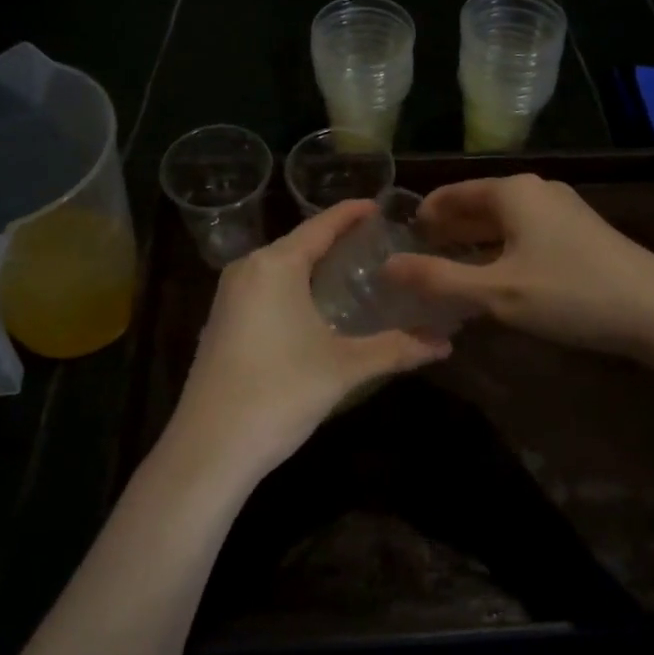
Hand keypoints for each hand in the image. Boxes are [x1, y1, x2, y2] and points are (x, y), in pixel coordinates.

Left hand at [165, 199, 451, 482]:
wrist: (208, 448)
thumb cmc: (280, 393)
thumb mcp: (344, 368)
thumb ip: (396, 349)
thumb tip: (445, 343)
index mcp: (276, 265)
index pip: (321, 226)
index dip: (351, 213)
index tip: (379, 205)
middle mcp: (248, 269)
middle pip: (299, 242)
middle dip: (335, 239)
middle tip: (376, 241)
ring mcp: (228, 296)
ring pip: (280, 266)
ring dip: (313, 264)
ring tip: (352, 269)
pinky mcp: (221, 322)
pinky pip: (264, 287)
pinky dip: (293, 286)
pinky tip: (314, 305)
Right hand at [382, 174, 653, 358]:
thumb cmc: (570, 294)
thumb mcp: (496, 292)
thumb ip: (438, 280)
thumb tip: (386, 267)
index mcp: (512, 191)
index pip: (451, 194)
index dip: (422, 217)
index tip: (398, 244)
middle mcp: (535, 190)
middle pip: (476, 206)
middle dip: (446, 232)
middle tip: (416, 265)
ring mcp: (561, 210)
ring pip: (501, 222)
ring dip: (472, 245)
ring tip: (447, 276)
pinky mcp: (579, 233)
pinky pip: (524, 234)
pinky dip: (500, 252)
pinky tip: (493, 281)